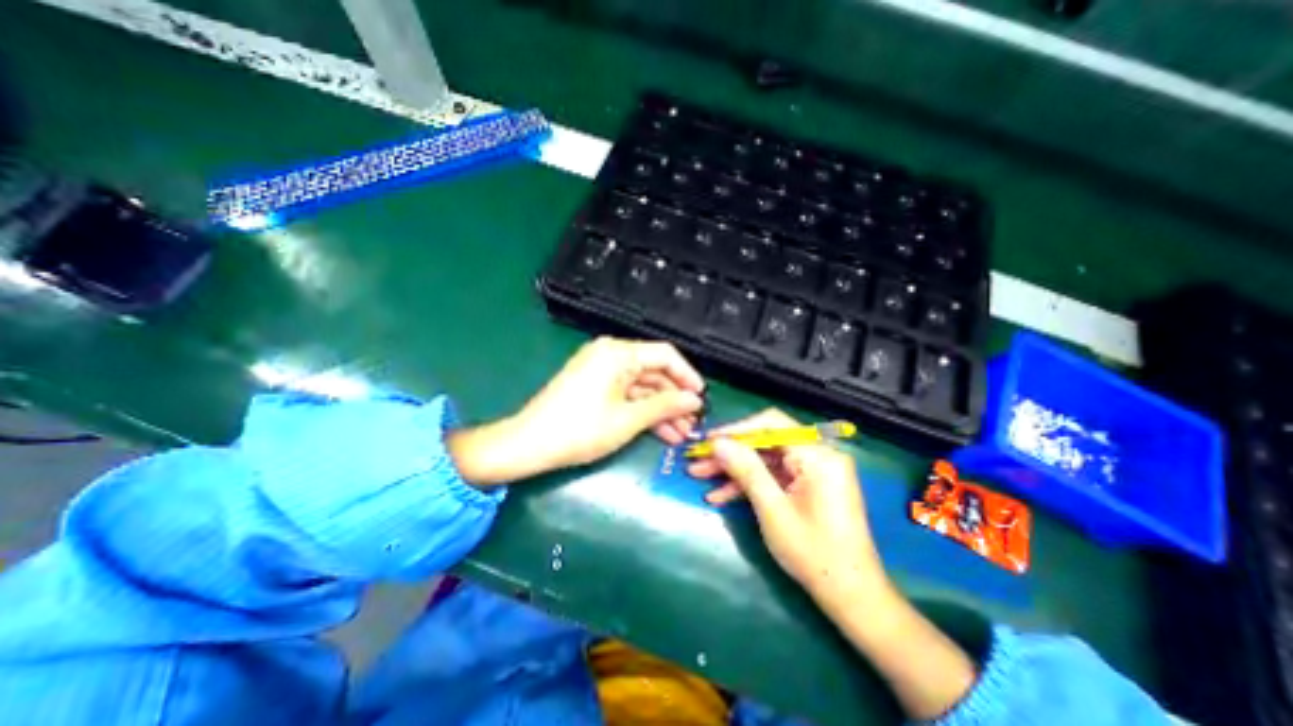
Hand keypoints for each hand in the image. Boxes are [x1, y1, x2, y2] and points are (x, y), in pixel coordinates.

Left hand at [449, 340, 705, 486]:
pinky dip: (642, 410)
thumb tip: (695, 400)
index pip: (665, 355)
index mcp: (618, 353)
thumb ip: (665, 406)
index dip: (687, 376)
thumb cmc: (580, 430)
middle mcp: (610, 354)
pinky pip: (626, 393)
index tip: (702, 398)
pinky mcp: (594, 385)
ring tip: (679, 433)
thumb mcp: (628, 419)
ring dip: (660, 408)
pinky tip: (659, 431)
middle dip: (674, 398)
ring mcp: (601, 370)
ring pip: (641, 385)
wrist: (529, 444)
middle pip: (654, 371)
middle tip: (692, 423)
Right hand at [687, 412, 889, 603]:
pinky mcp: (809, 485)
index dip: (736, 429)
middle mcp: (818, 455)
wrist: (852, 596)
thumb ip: (746, 469)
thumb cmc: (814, 554)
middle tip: (699, 461)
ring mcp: (814, 471)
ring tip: (701, 477)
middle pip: (766, 442)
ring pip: (766, 459)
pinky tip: (721, 495)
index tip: (709, 439)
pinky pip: (774, 476)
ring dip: (735, 469)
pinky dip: (750, 484)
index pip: (772, 424)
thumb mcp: (772, 509)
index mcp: (818, 455)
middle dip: (731, 453)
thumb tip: (718, 442)